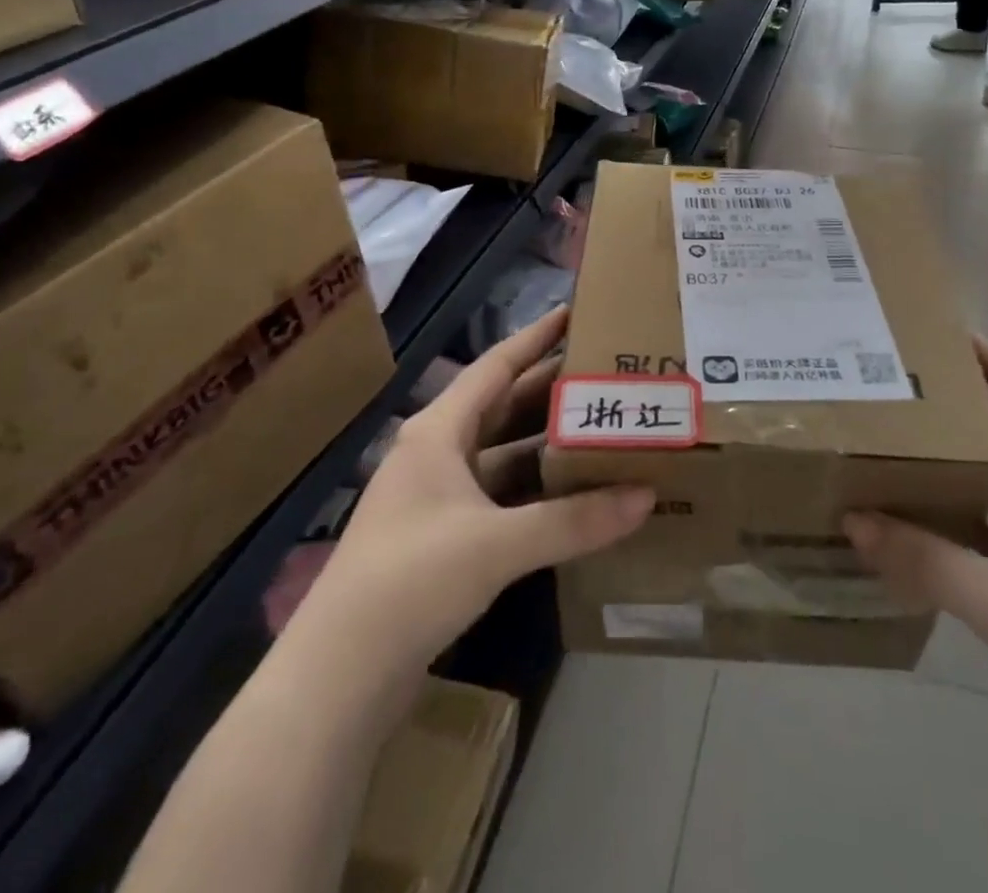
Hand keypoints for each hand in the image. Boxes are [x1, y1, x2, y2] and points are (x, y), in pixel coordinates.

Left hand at [305, 308, 654, 667]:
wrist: (340, 675)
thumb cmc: (412, 579)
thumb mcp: (497, 544)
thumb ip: (573, 520)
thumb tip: (646, 496)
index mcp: (438, 431)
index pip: (495, 367)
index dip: (534, 338)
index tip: (573, 312)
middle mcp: (436, 453)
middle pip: (502, 407)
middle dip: (549, 390)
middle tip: (603, 372)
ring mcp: (437, 497)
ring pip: (502, 455)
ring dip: (545, 444)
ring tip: (600, 428)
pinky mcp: (443, 538)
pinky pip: (500, 497)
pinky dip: (534, 491)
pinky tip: (572, 495)